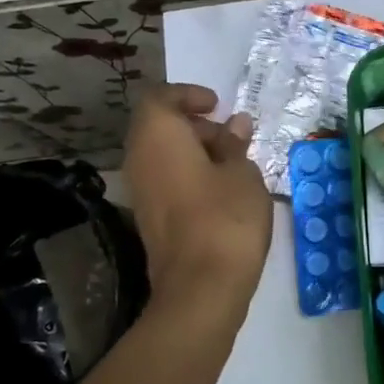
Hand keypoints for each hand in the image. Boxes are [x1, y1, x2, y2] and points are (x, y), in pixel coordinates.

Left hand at [123, 83, 272, 299]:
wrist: (200, 289)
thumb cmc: (225, 218)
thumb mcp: (243, 173)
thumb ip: (235, 145)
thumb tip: (234, 125)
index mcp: (158, 136)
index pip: (159, 98)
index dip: (188, 95)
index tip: (217, 106)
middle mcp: (139, 159)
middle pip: (158, 127)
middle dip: (194, 125)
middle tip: (232, 137)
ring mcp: (141, 192)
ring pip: (162, 156)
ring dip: (194, 153)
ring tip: (233, 165)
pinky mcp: (149, 219)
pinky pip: (165, 181)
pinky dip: (188, 176)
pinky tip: (222, 192)